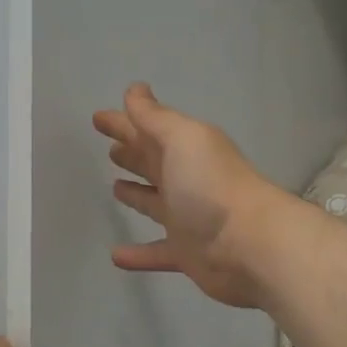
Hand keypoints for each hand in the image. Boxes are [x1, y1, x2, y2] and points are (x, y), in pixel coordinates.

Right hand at [93, 84, 289, 309]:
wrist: (250, 244)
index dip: (123, 121)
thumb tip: (134, 90)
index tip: (97, 116)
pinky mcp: (187, 252)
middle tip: (108, 148)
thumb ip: (155, 117)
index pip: (147, 129)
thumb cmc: (211, 185)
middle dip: (131, 152)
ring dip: (136, 195)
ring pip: (155, 203)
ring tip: (114, 188)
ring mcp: (187, 217)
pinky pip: (157, 252)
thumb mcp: (182, 139)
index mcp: (185, 149)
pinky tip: (115, 255)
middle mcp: (186, 179)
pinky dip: (138, 255)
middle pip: (152, 162)